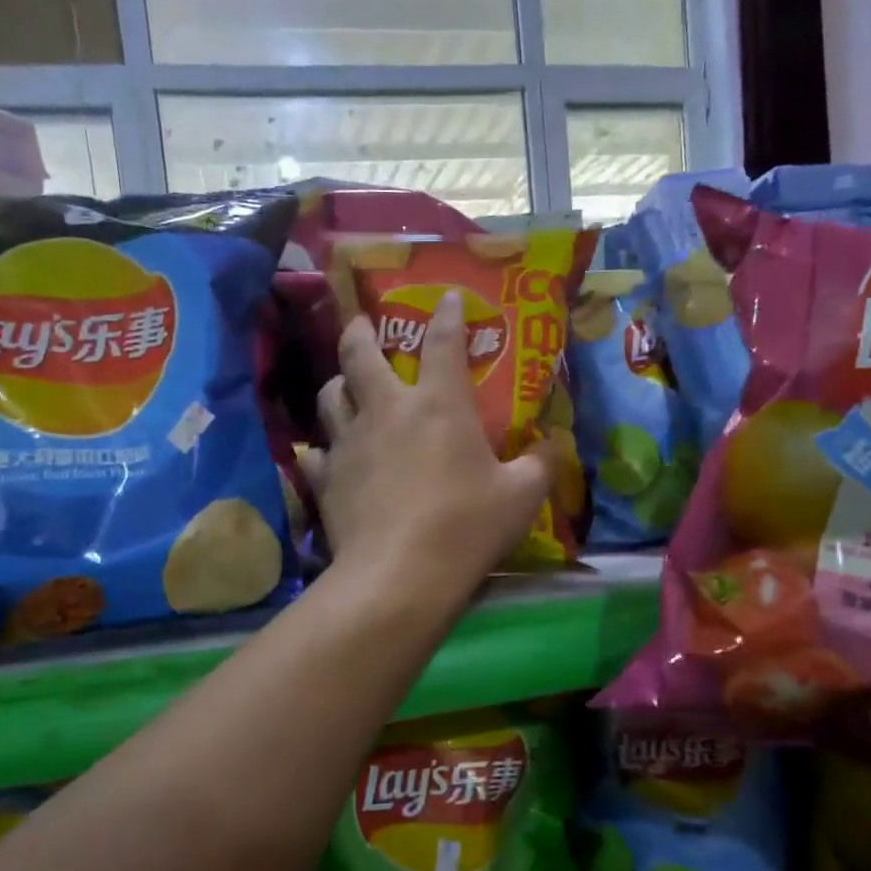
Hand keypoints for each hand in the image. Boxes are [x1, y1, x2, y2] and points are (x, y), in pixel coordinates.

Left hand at [297, 292, 558, 600]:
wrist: (400, 574)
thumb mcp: (522, 496)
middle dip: (361, 331)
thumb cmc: (467, 526)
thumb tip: (554, 445)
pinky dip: (322, 448)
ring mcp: (349, 442)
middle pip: (360, 354)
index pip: (443, 343)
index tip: (446, 296)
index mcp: (439, 404)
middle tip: (362, 324)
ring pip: (330, 396)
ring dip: (337, 383)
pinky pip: (316, 453)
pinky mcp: (325, 477)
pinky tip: (326, 454)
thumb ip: (541, 464)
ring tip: (343, 385)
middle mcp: (387, 410)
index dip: (447, 314)